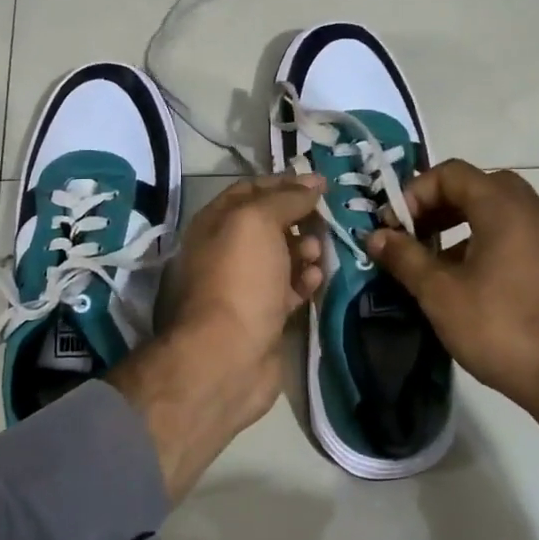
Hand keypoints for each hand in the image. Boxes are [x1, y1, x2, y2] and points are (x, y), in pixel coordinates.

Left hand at [108, 175, 323, 500]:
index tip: (320, 184)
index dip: (284, 183)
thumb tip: (312, 183)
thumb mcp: (257, 223)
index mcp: (214, 223)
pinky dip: (305, 281)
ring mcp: (244, 285)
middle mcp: (226, 251)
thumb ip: (285, 198)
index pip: (250, 191)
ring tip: (316, 255)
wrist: (227, 356)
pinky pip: (289, 289)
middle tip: (324, 220)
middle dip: (299, 219)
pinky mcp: (264, 316)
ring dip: (305, 250)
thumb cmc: (239, 279)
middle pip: (269, 224)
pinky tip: (316, 280)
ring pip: (282, 257)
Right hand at [365, 160, 538, 525]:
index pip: (452, 173)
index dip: (416, 192)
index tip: (396, 226)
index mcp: (504, 208)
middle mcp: (533, 212)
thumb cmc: (498, 327)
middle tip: (415, 233)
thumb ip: (404, 257)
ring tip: (435, 259)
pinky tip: (467, 280)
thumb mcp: (439, 292)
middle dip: (439, 204)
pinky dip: (485, 240)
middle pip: (478, 186)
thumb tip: (375, 236)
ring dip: (461, 223)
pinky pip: (516, 234)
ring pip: (499, 211)